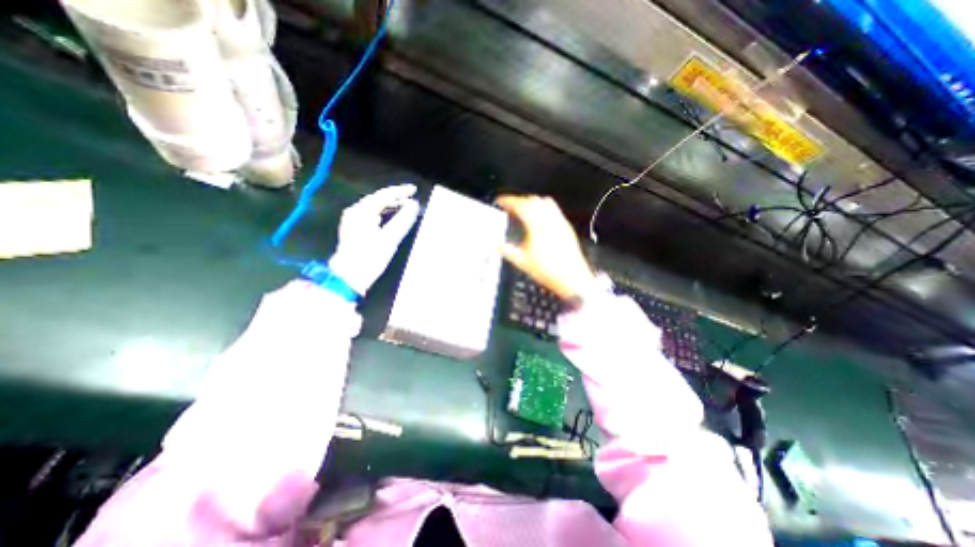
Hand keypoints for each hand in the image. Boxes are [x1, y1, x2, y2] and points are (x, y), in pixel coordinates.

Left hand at [329, 184, 419, 294]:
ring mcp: (352, 220)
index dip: (400, 191)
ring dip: (389, 205)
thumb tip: (414, 205)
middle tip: (412, 199)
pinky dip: (383, 212)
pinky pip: (370, 214)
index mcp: (362, 211)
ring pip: (374, 206)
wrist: (349, 276)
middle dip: (395, 198)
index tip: (414, 190)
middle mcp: (355, 211)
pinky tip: (391, 216)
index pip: (383, 195)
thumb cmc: (370, 257)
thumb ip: (403, 220)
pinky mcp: (353, 228)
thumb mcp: (390, 239)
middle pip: (377, 199)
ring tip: (405, 207)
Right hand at [496, 195, 594, 299]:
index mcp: (536, 225)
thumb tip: (495, 244)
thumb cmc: (547, 270)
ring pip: (544, 202)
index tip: (500, 201)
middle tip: (510, 207)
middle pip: (532, 200)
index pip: (520, 205)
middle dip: (519, 200)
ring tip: (524, 210)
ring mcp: (559, 222)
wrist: (571, 278)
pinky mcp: (566, 227)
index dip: (508, 200)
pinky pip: (554, 210)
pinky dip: (544, 208)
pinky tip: (540, 219)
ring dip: (532, 202)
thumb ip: (506, 250)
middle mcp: (549, 219)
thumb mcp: (522, 262)